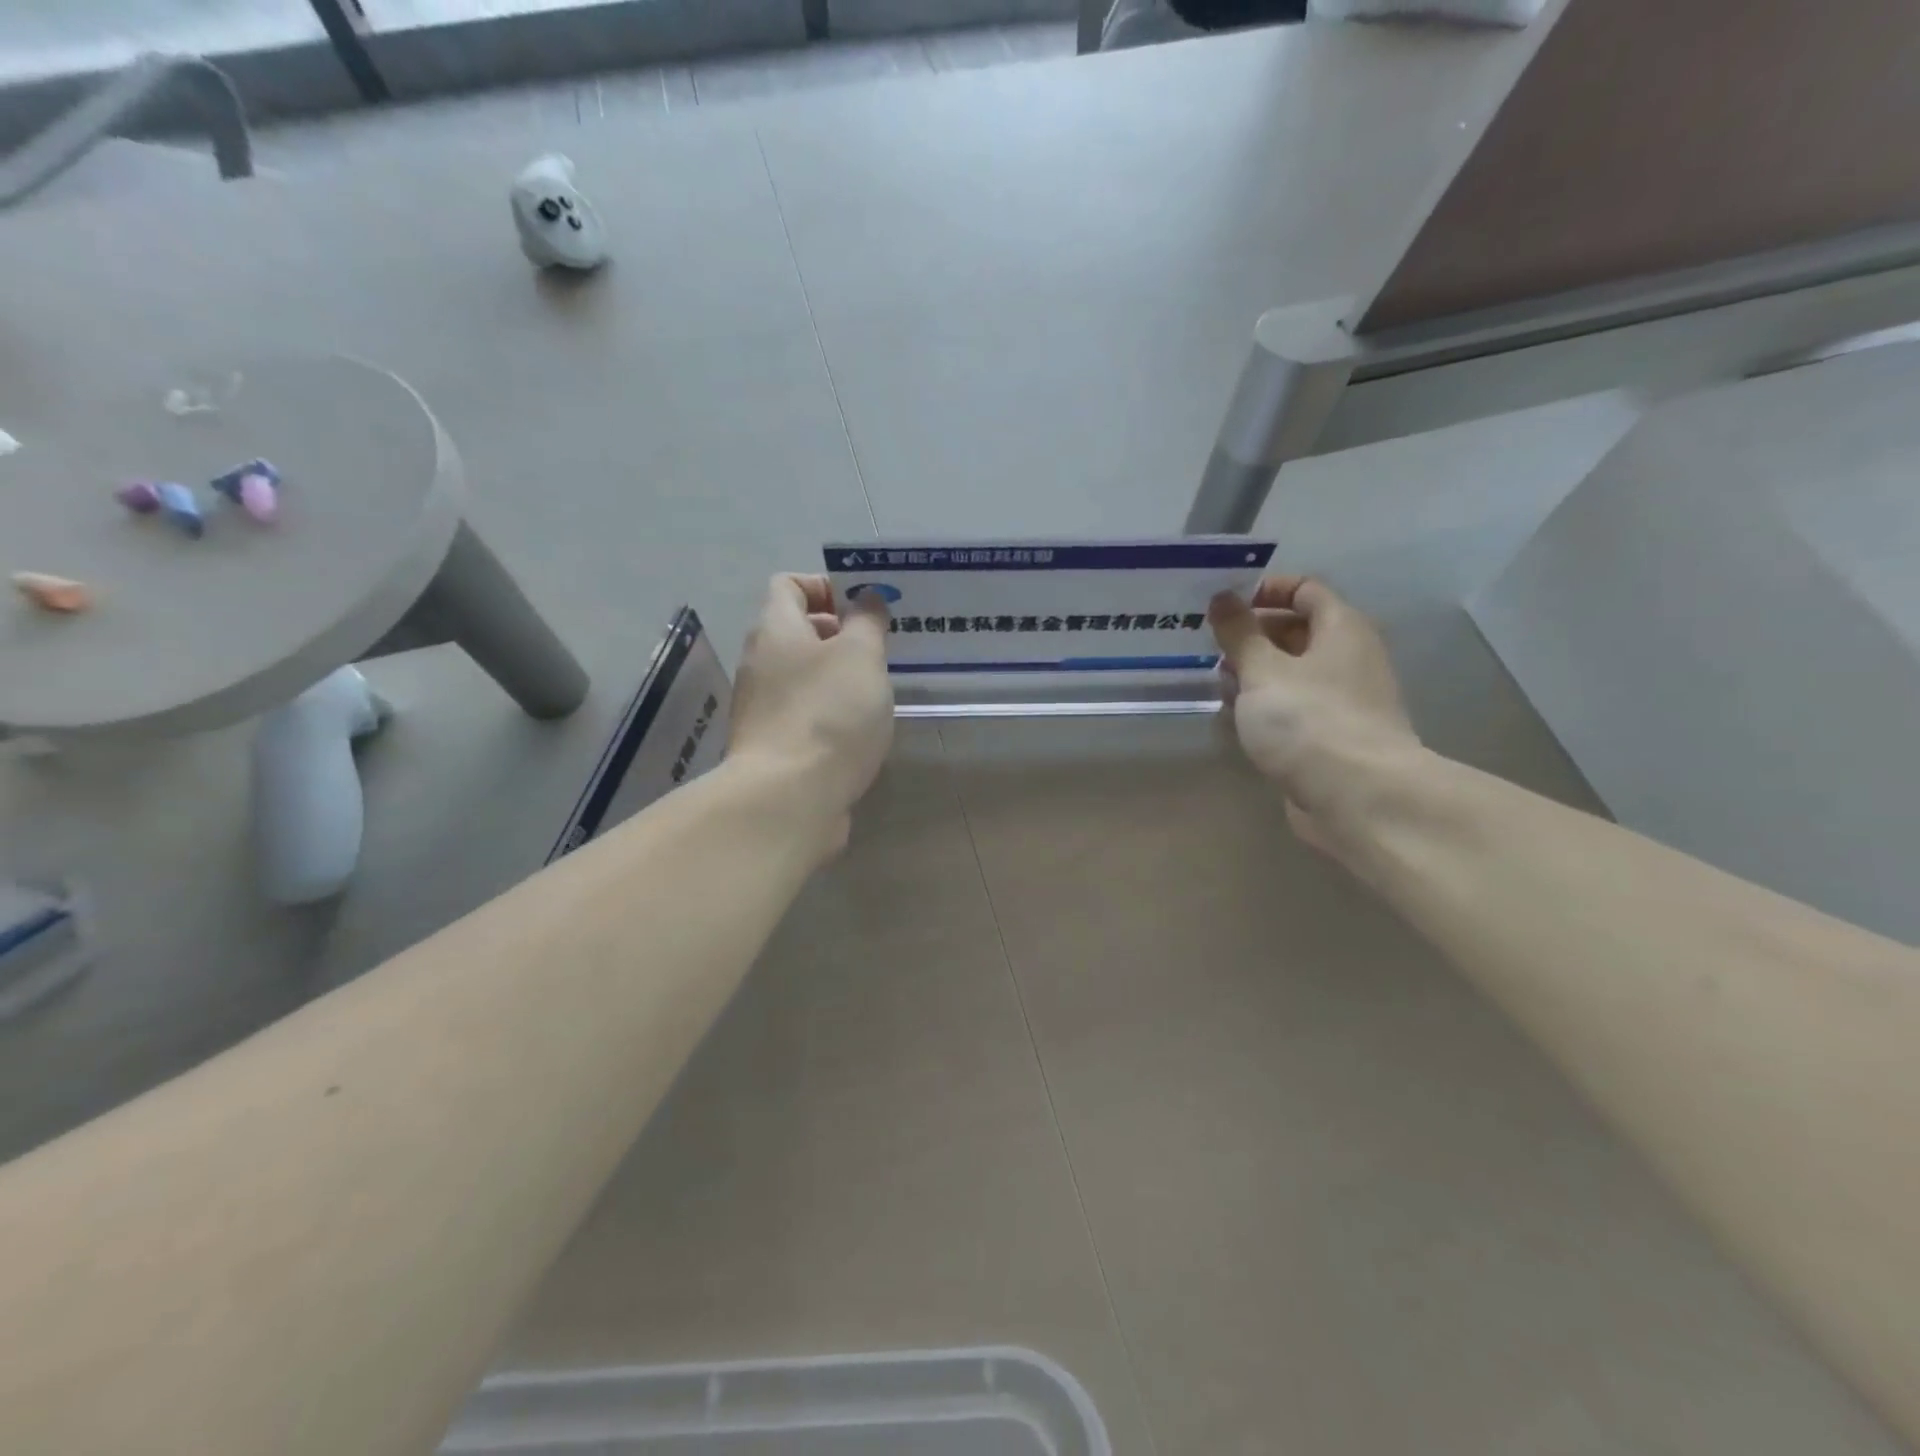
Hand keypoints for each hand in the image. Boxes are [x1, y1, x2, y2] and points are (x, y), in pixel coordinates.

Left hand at [726, 574, 893, 852]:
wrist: (789, 798)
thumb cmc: (829, 713)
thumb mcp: (861, 656)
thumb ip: (867, 621)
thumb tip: (865, 597)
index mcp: (775, 630)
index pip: (790, 584)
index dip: (827, 586)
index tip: (865, 607)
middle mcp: (760, 662)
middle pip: (797, 631)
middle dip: (841, 634)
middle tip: (881, 649)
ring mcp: (762, 707)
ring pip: (802, 675)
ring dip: (838, 676)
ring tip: (877, 691)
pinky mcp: (772, 745)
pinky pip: (804, 712)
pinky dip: (830, 712)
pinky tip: (859, 729)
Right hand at [1209, 577, 1419, 849]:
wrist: (1357, 797)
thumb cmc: (1308, 720)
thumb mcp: (1262, 669)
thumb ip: (1238, 632)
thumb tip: (1222, 597)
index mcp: (1341, 629)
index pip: (1305, 589)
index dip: (1264, 590)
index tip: (1223, 607)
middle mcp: (1348, 658)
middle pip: (1296, 631)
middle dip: (1251, 637)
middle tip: (1210, 649)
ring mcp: (1342, 700)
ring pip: (1291, 673)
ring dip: (1254, 675)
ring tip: (1217, 686)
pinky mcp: (1330, 736)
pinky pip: (1293, 708)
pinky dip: (1265, 707)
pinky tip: (1235, 720)